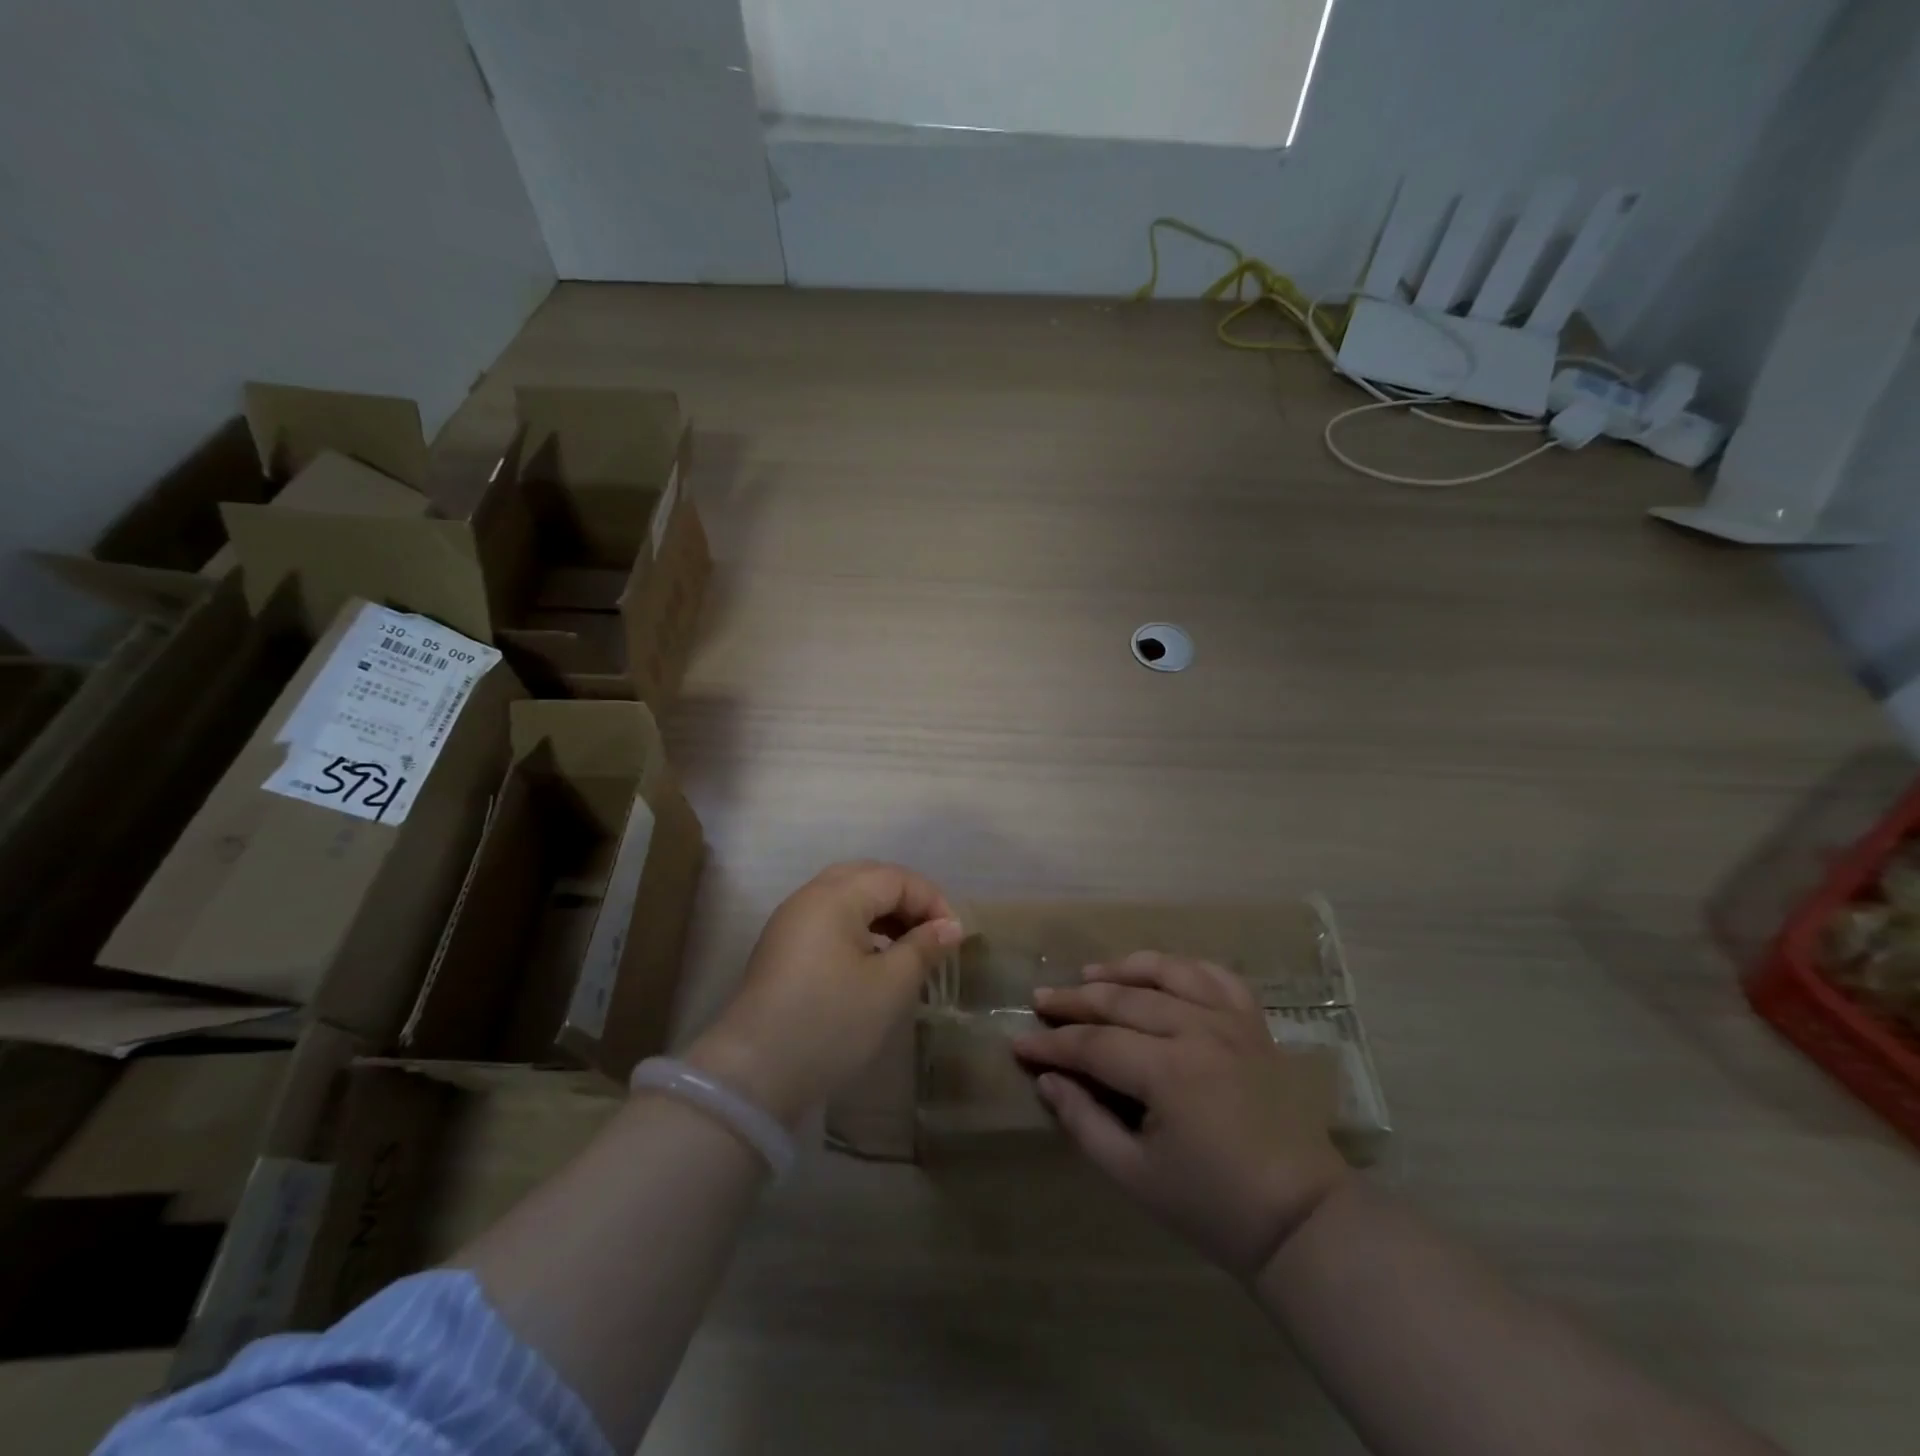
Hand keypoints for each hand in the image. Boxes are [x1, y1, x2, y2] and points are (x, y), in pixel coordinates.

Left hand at [686, 861, 961, 1125]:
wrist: (753, 1075)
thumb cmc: (831, 1023)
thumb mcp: (889, 987)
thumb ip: (923, 948)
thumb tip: (950, 926)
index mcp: (835, 896)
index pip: (895, 878)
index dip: (931, 900)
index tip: (955, 938)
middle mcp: (809, 897)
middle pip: (868, 878)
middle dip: (906, 899)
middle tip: (932, 933)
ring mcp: (791, 922)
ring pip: (847, 897)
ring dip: (883, 913)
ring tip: (908, 947)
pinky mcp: (782, 948)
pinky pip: (829, 919)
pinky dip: (859, 927)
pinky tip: (874, 959)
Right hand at [1013, 952, 1346, 1279]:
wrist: (1301, 1219)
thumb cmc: (1213, 1206)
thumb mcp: (1135, 1175)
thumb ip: (1085, 1122)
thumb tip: (1048, 1080)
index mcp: (1169, 1071)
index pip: (1093, 1044)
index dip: (1052, 1044)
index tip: (1018, 1043)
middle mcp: (1199, 1031)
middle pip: (1123, 1001)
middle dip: (1075, 1001)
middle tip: (1041, 1000)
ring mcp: (1231, 1022)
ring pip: (1168, 973)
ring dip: (1124, 970)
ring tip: (1091, 974)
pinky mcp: (1255, 1025)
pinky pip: (1217, 976)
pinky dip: (1185, 966)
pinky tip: (1162, 972)